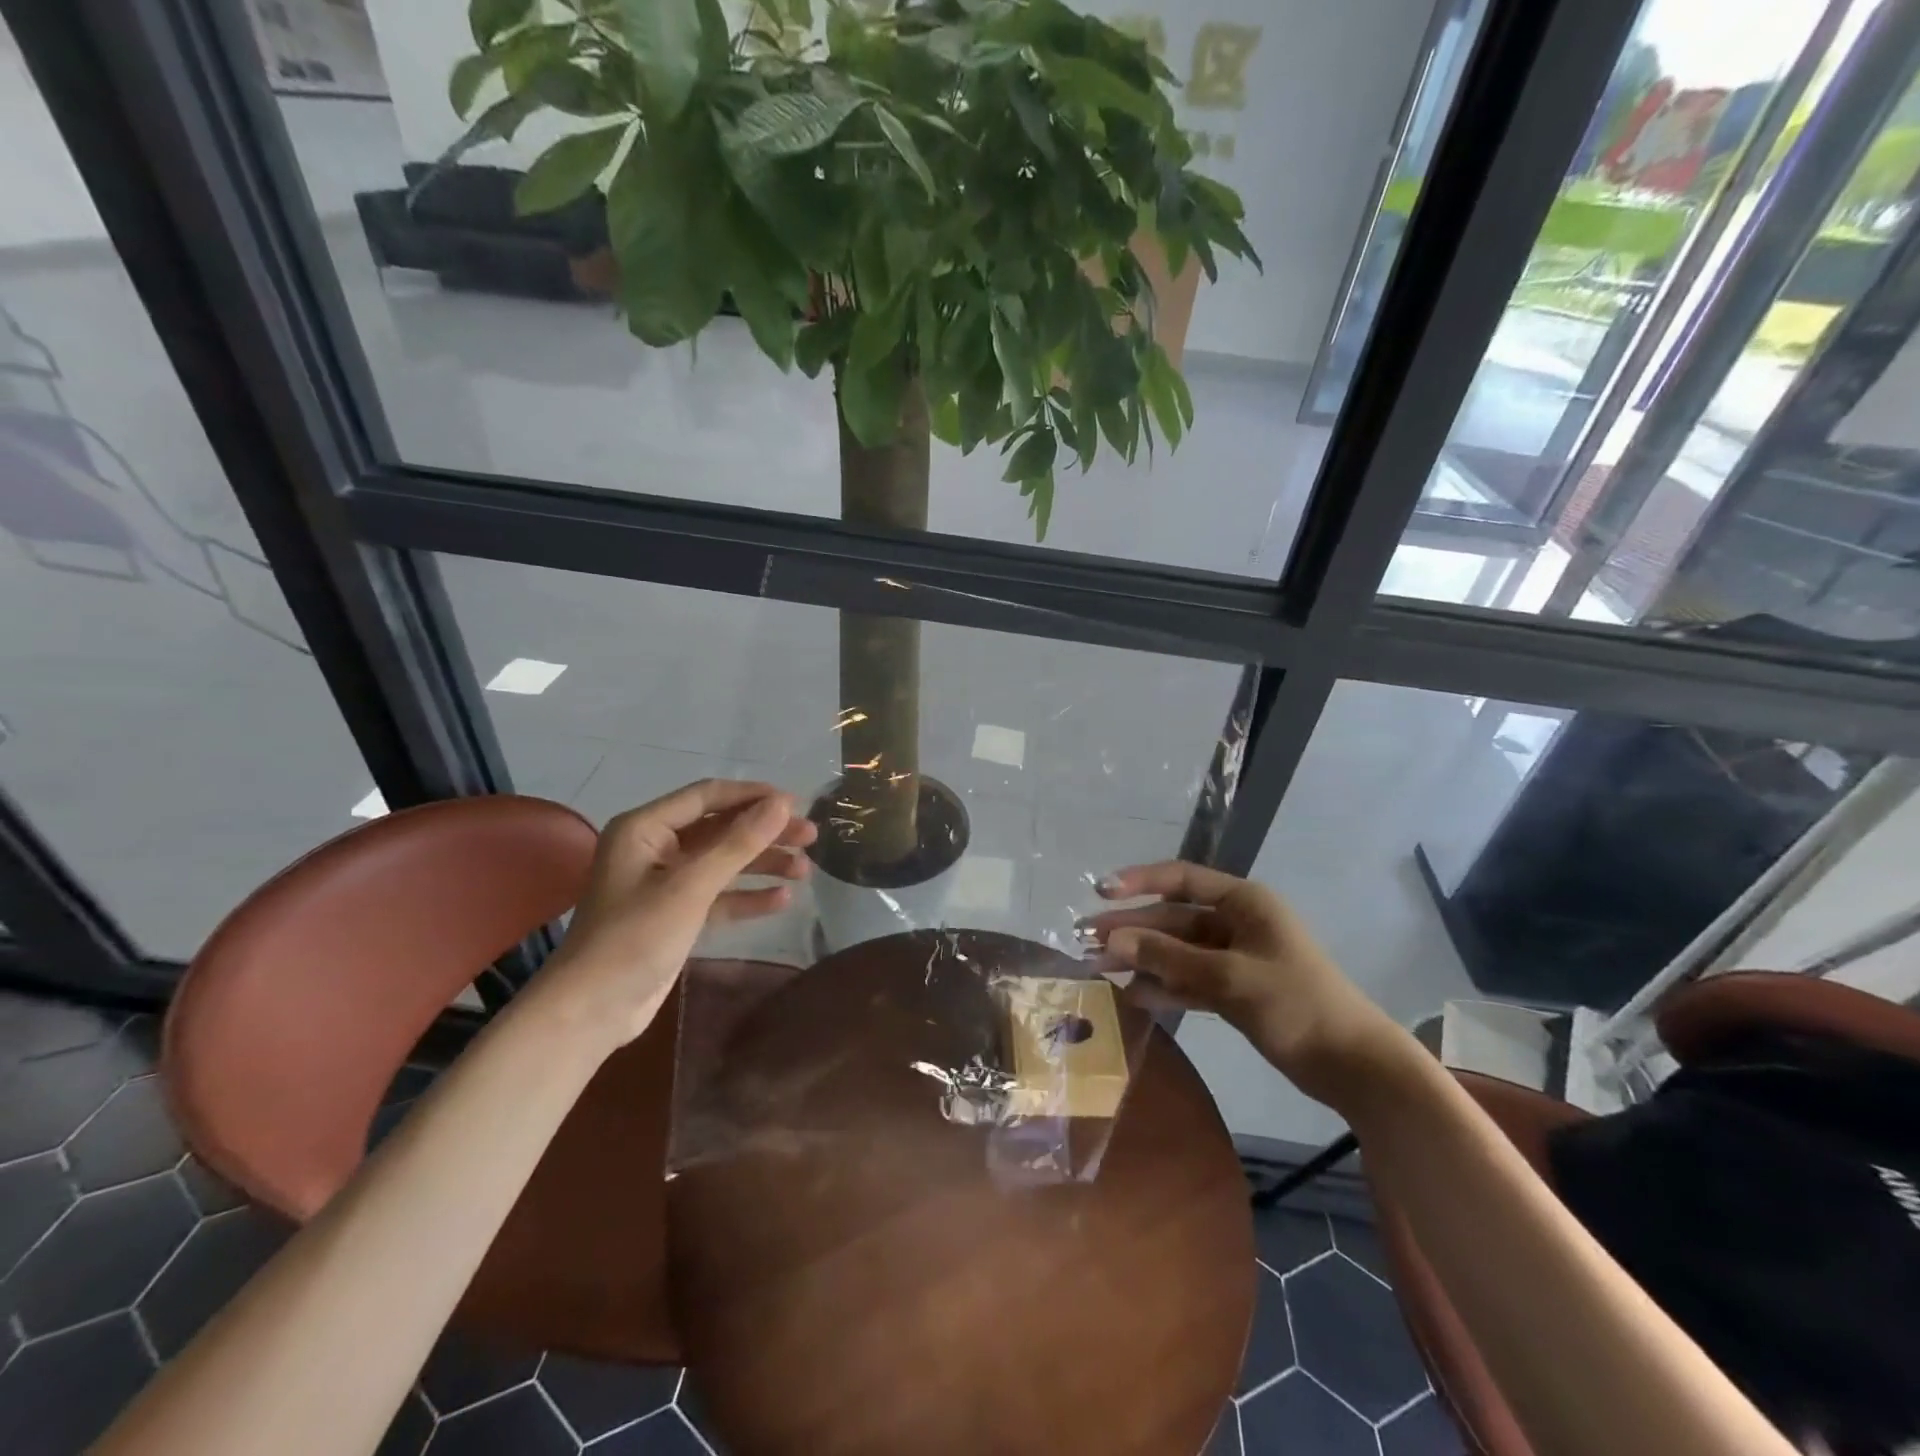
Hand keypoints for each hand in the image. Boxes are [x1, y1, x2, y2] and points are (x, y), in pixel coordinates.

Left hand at [530, 780, 816, 1052]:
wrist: (592, 1011)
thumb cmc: (636, 936)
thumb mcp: (691, 886)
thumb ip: (739, 843)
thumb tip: (783, 804)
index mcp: (645, 828)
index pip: (708, 797)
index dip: (753, 797)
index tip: (797, 804)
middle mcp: (655, 848)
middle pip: (721, 828)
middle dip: (765, 833)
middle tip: (811, 837)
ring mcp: (666, 883)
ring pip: (723, 862)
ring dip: (762, 864)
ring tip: (805, 870)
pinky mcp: (676, 915)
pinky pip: (719, 895)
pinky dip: (748, 896)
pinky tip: (782, 900)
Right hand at [1082, 862, 1409, 1105]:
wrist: (1354, 1066)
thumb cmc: (1296, 1005)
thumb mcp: (1229, 977)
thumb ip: (1170, 957)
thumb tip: (1114, 938)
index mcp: (1244, 902)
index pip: (1181, 879)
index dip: (1139, 882)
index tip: (1100, 892)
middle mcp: (1236, 923)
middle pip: (1173, 919)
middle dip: (1132, 929)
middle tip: (1087, 941)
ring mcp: (1235, 958)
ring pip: (1178, 951)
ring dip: (1142, 958)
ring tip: (1099, 968)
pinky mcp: (1235, 990)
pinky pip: (1190, 980)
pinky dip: (1164, 986)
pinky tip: (1133, 994)